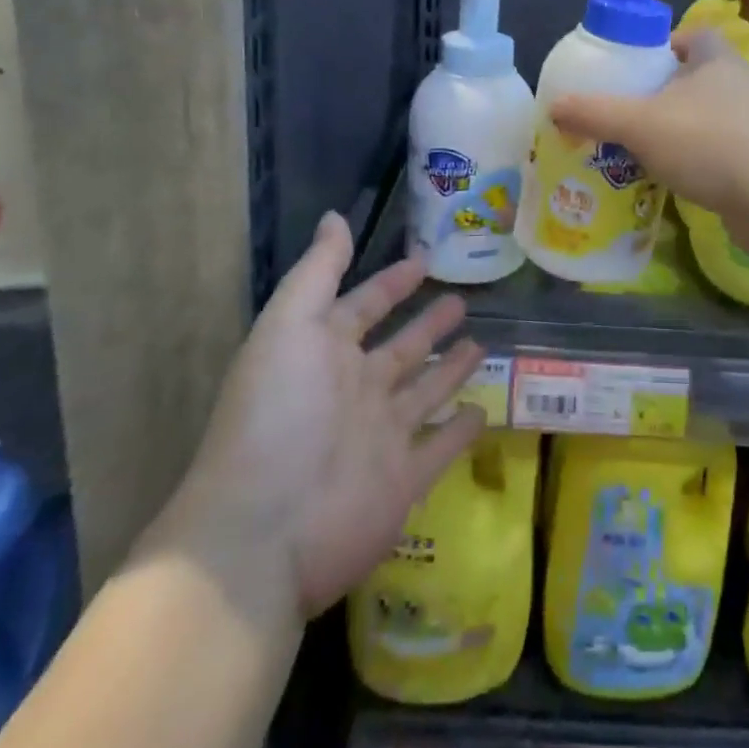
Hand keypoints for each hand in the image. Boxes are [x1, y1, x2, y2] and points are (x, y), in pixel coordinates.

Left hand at [150, 213, 485, 626]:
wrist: (263, 531)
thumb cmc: (276, 414)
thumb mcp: (290, 325)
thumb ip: (318, 271)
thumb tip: (336, 216)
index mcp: (326, 353)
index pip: (365, 306)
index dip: (391, 283)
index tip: (424, 260)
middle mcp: (356, 390)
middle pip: (401, 349)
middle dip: (428, 322)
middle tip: (463, 299)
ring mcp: (382, 437)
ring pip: (425, 393)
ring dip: (450, 369)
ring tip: (481, 345)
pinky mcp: (404, 481)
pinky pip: (439, 448)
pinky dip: (461, 431)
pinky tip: (485, 410)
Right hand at [550, 28, 748, 221]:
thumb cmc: (707, 143)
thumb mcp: (640, 123)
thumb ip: (595, 113)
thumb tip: (554, 106)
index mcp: (718, 59)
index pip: (692, 36)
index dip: (663, 47)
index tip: (635, 70)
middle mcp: (742, 84)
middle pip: (696, 77)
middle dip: (664, 93)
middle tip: (629, 112)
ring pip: (708, 116)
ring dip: (680, 129)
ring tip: (644, 148)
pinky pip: (722, 150)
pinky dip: (698, 159)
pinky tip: (674, 178)